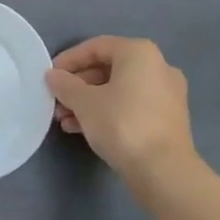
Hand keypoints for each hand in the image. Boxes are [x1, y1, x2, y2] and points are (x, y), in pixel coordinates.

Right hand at [45, 36, 195, 180]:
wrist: (164, 172)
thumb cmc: (122, 124)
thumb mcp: (84, 102)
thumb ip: (65, 85)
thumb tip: (53, 76)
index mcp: (139, 53)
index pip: (96, 46)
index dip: (69, 59)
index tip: (51, 76)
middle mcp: (158, 67)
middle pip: (108, 68)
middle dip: (78, 85)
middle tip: (57, 100)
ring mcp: (167, 94)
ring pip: (119, 90)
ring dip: (89, 101)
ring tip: (64, 119)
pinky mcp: (168, 120)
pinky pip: (131, 106)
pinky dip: (108, 112)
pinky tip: (84, 130)